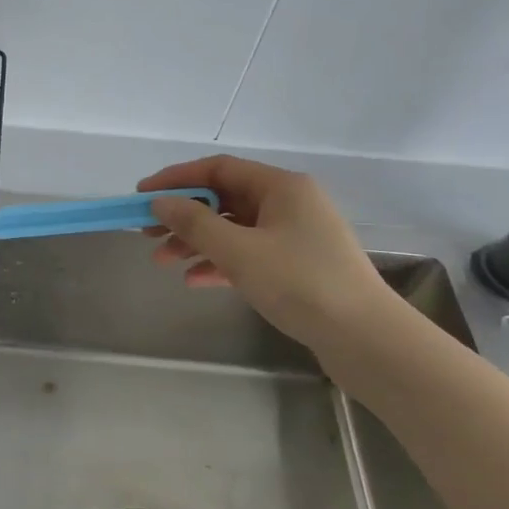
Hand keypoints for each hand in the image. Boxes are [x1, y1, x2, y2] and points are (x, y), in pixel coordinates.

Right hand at [140, 155, 390, 348]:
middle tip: (147, 232)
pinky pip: (248, 254)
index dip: (176, 179)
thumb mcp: (239, 251)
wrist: (365, 339)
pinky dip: (220, 263)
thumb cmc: (300, 283)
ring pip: (234, 229)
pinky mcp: (298, 266)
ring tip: (162, 261)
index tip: (142, 194)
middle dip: (183, 215)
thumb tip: (160, 202)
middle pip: (224, 199)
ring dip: (196, 242)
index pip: (218, 169)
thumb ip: (194, 223)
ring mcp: (295, 235)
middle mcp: (290, 203)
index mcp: (281, 186)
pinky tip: (194, 280)